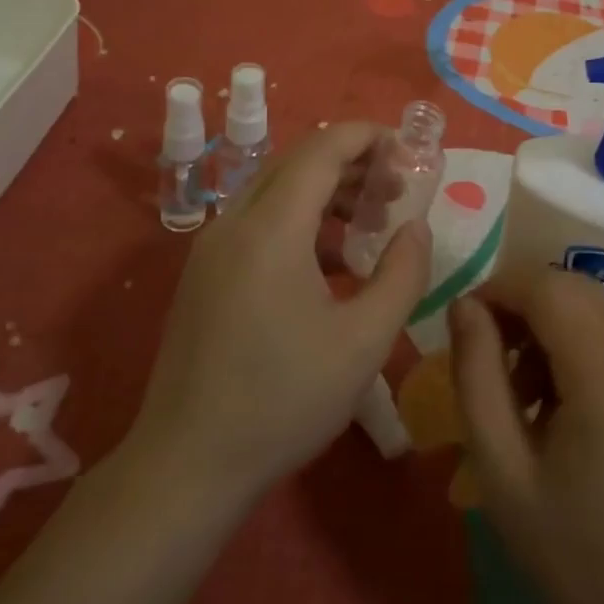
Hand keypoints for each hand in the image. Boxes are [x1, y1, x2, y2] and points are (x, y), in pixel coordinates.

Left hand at [133, 121, 430, 507]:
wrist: (186, 466)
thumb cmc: (284, 401)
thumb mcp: (364, 341)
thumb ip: (403, 273)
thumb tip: (416, 227)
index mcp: (270, 228)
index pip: (322, 149)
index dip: (368, 137)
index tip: (409, 149)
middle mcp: (235, 222)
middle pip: (298, 162)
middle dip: (353, 162)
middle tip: (398, 188)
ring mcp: (213, 247)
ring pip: (277, 189)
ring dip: (328, 191)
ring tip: (373, 219)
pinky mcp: (206, 272)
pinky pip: (259, 220)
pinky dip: (301, 219)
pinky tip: (333, 260)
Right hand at [449, 270, 603, 603]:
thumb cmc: (588, 562)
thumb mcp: (504, 475)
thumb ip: (476, 376)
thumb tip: (465, 306)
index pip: (546, 286)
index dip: (499, 290)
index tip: (467, 323)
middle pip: (577, 290)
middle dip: (527, 309)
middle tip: (496, 366)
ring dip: (560, 329)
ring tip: (535, 399)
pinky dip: (595, 348)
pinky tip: (582, 410)